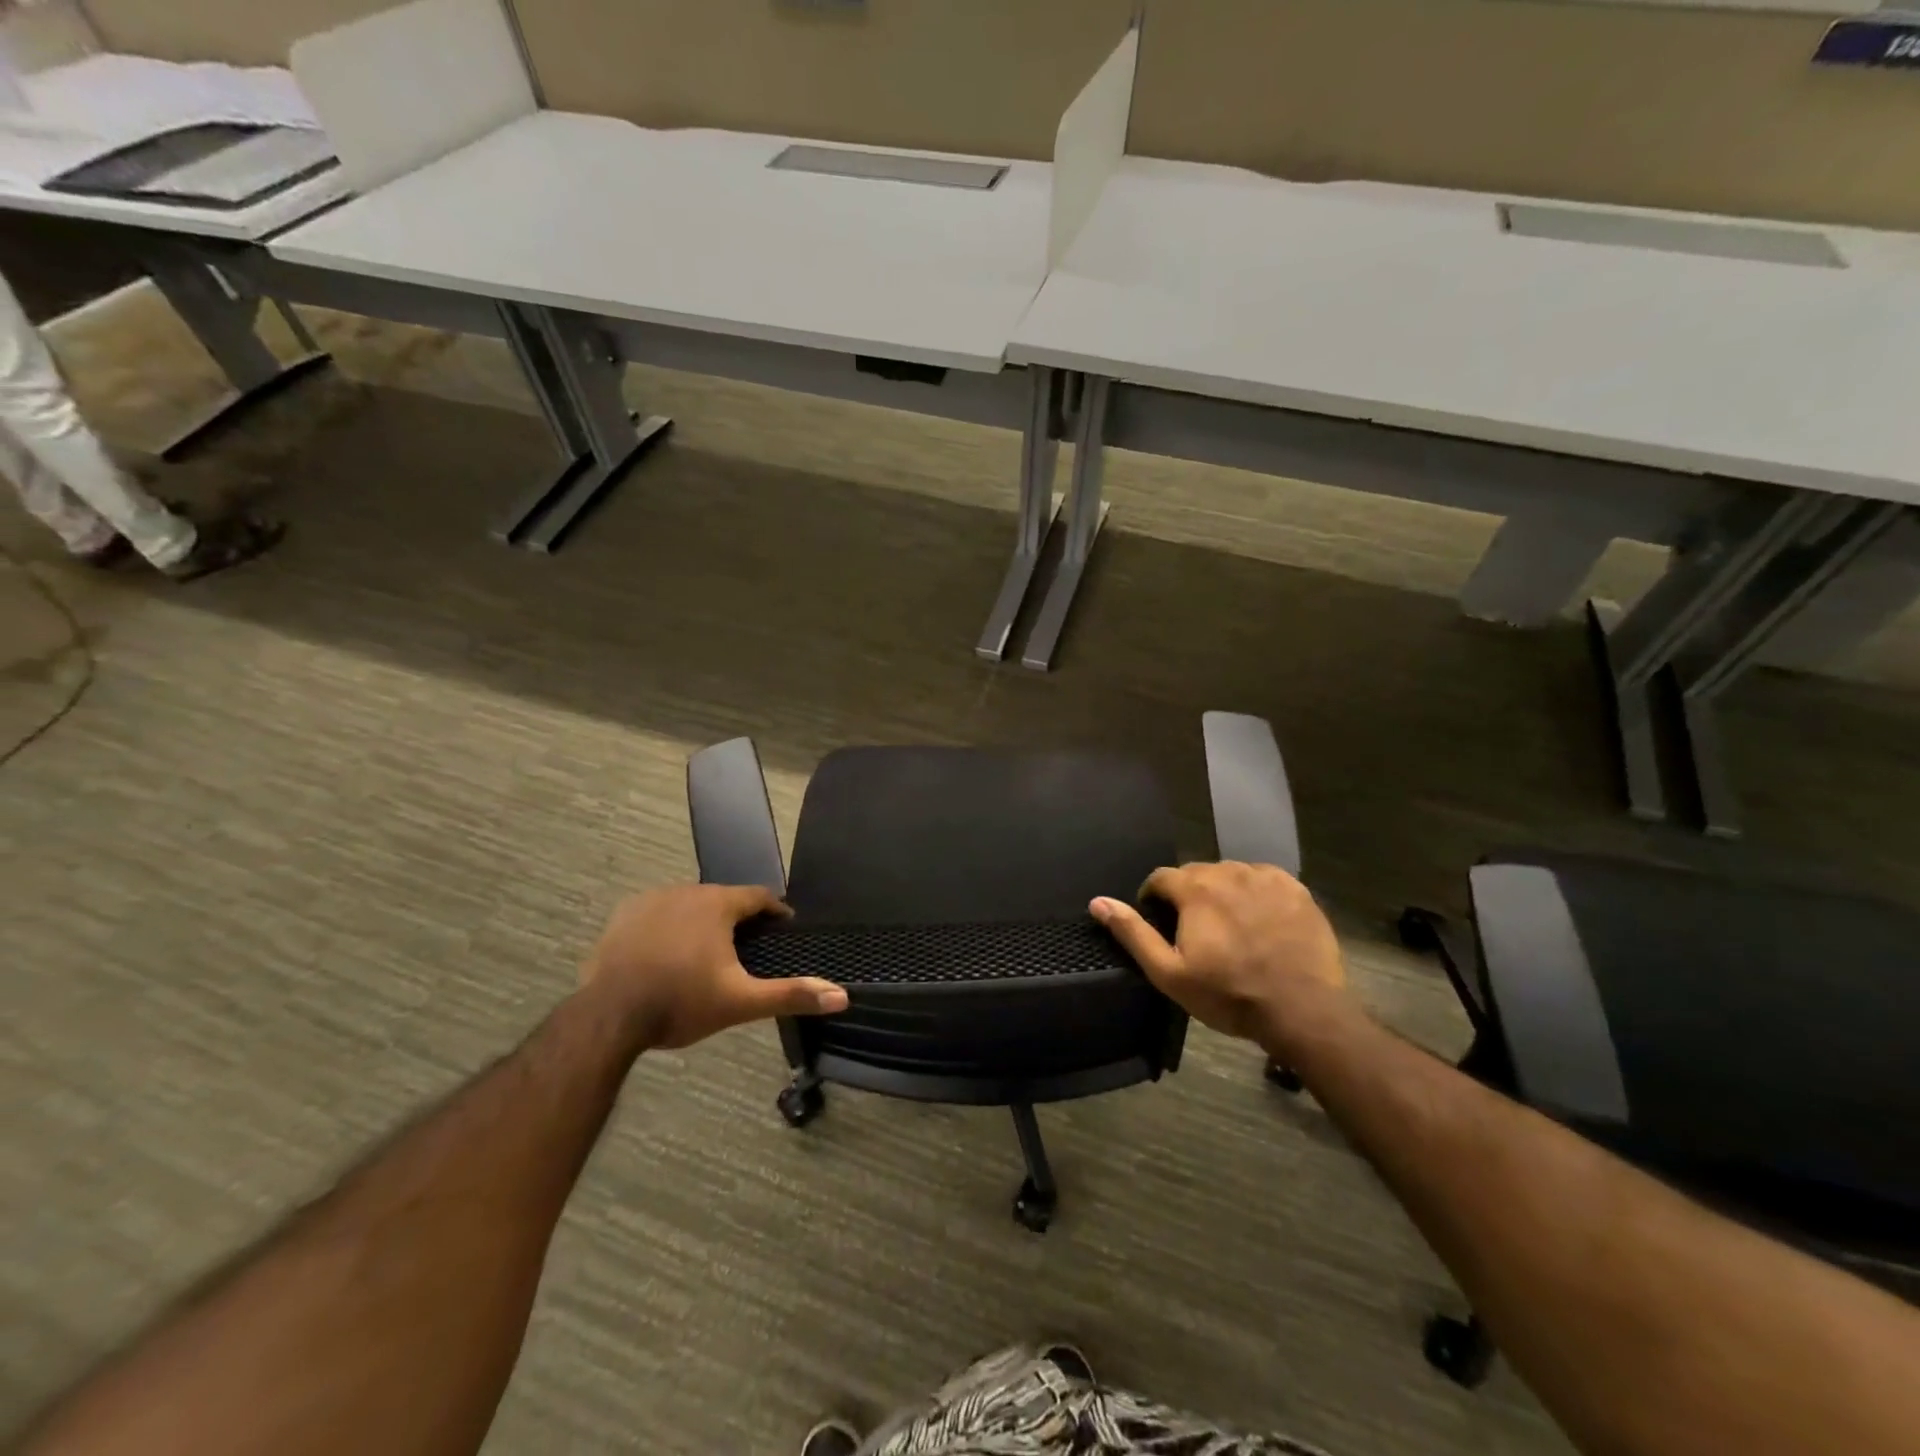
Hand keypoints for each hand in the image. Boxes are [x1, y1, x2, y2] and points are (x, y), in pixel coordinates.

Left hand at [582, 884, 847, 1049]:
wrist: (608, 1018)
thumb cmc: (681, 1003)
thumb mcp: (741, 1002)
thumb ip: (791, 994)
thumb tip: (841, 996)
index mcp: (718, 905)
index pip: (758, 896)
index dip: (775, 911)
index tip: (783, 927)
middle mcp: (687, 891)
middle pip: (723, 898)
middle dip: (738, 918)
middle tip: (746, 947)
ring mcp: (651, 900)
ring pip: (690, 904)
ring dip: (703, 920)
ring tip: (708, 951)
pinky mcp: (623, 915)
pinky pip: (658, 912)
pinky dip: (669, 926)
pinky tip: (667, 951)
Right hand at [1091, 862, 1345, 1043]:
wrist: (1302, 1010)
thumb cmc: (1228, 994)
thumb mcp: (1169, 972)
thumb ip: (1132, 933)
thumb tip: (1098, 902)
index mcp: (1195, 889)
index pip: (1161, 877)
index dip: (1154, 899)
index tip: (1161, 923)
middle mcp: (1229, 871)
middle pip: (1196, 874)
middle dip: (1189, 896)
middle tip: (1196, 932)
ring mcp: (1266, 878)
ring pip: (1231, 875)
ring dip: (1222, 893)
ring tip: (1230, 928)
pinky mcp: (1296, 889)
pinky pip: (1263, 880)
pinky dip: (1255, 895)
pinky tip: (1260, 922)